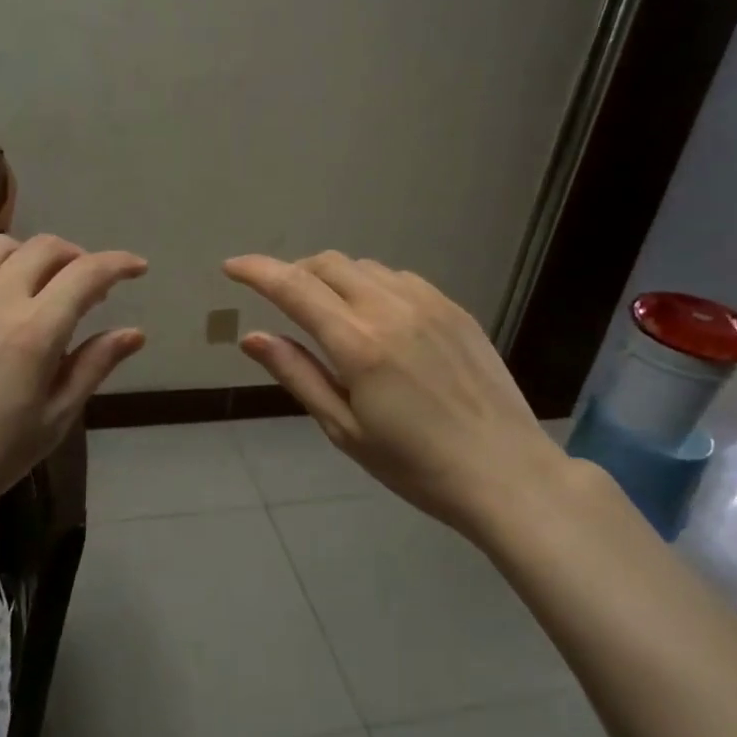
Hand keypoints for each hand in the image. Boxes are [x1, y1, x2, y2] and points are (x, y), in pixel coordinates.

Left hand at [0, 234, 146, 537]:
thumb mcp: (54, 418)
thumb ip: (94, 365)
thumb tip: (134, 333)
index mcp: (34, 331)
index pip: (86, 273)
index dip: (118, 264)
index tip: (137, 268)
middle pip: (45, 247)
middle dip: (78, 256)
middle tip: (89, 285)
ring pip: (3, 246)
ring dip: (34, 256)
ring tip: (42, 287)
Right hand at [224, 252, 568, 541]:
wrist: (505, 473)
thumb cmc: (414, 465)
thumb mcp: (343, 428)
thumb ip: (296, 374)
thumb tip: (251, 337)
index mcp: (358, 343)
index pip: (293, 287)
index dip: (257, 271)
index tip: (232, 267)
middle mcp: (391, 308)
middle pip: (328, 264)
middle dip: (294, 271)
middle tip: (280, 298)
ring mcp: (429, 303)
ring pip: (365, 267)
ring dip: (334, 277)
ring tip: (327, 310)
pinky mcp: (455, 309)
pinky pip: (400, 278)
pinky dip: (372, 285)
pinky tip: (376, 317)